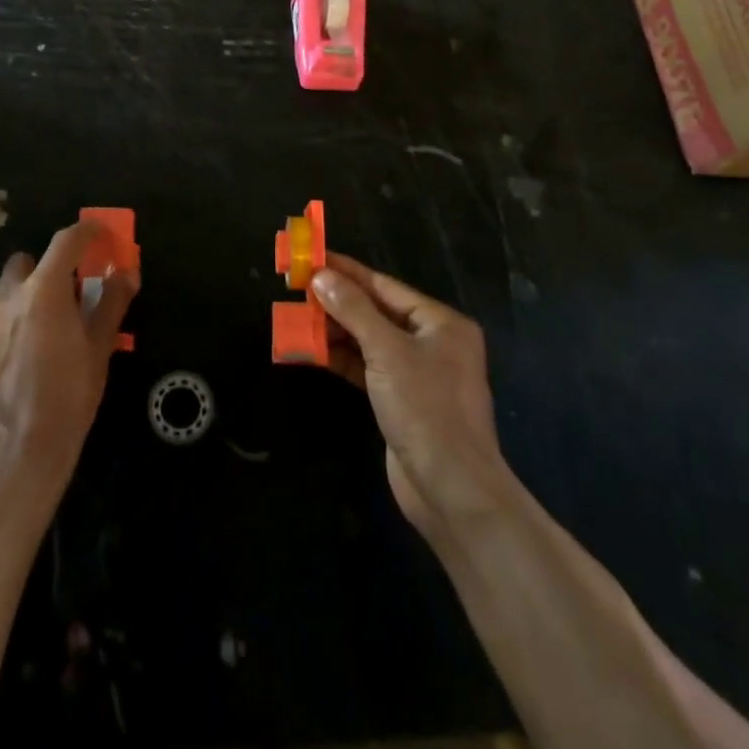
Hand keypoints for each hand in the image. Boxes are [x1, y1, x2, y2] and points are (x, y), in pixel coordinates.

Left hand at [0, 222, 137, 484]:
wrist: (18, 449)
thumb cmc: (68, 395)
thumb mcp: (100, 347)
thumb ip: (111, 304)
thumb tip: (126, 274)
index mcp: (44, 290)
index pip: (66, 241)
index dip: (88, 232)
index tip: (104, 235)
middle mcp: (10, 296)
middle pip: (31, 260)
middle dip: (54, 264)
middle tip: (77, 287)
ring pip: (12, 287)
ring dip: (34, 289)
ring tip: (57, 320)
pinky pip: (2, 313)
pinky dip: (20, 315)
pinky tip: (35, 346)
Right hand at [312, 256, 512, 541]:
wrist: (451, 489)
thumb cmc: (426, 409)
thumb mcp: (387, 351)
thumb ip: (353, 310)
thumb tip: (321, 276)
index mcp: (441, 323)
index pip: (385, 286)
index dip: (347, 272)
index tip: (312, 259)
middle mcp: (432, 342)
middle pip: (376, 311)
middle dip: (337, 302)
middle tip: (297, 289)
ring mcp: (416, 373)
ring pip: (369, 340)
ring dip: (335, 331)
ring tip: (297, 318)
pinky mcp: (400, 400)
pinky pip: (367, 367)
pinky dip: (341, 358)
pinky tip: (311, 351)